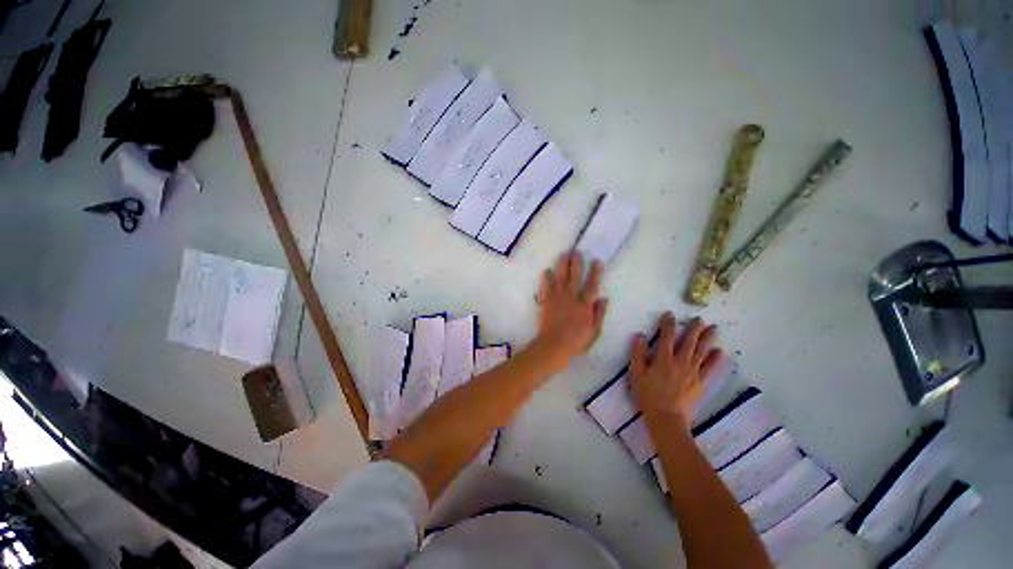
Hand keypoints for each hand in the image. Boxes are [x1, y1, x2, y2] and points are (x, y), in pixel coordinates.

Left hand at [535, 250, 608, 368]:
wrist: (554, 345)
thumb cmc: (576, 341)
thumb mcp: (594, 331)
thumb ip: (599, 314)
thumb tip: (604, 298)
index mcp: (585, 305)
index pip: (592, 285)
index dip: (595, 272)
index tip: (596, 261)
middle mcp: (571, 297)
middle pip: (575, 276)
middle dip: (576, 263)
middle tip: (576, 251)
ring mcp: (558, 298)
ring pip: (561, 277)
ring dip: (562, 265)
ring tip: (564, 254)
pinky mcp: (547, 301)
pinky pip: (546, 287)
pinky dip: (546, 279)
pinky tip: (546, 271)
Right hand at [629, 313, 721, 428]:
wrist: (666, 418)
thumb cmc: (647, 395)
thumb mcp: (636, 374)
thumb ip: (637, 354)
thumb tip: (640, 335)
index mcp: (663, 359)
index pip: (666, 337)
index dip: (668, 324)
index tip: (670, 314)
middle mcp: (680, 362)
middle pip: (689, 341)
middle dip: (693, 328)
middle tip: (699, 318)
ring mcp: (693, 372)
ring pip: (702, 352)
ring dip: (708, 339)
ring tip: (714, 328)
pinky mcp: (701, 383)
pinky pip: (710, 369)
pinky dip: (716, 360)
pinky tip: (721, 352)